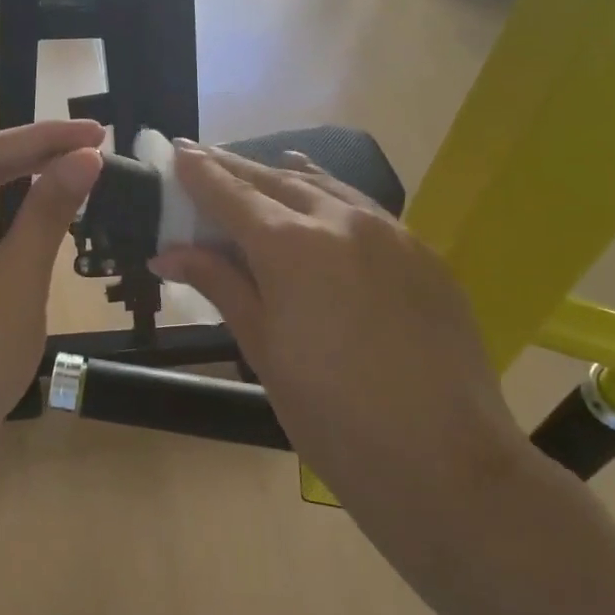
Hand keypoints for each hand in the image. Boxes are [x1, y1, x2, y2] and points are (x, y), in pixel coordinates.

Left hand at [0, 120, 103, 476]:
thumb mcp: (16, 284)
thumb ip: (48, 214)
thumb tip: (84, 158)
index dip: (45, 138)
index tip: (96, 132)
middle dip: (35, 155)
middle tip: (92, 146)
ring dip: (19, 182)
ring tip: (69, 167)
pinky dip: (1, 216)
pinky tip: (31, 210)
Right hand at [148, 143, 532, 566]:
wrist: (445, 462)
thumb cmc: (331, 416)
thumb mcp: (263, 348)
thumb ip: (220, 284)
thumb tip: (169, 253)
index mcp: (291, 244)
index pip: (230, 192)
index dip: (199, 171)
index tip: (176, 151)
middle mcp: (339, 219)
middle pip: (274, 179)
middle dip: (234, 168)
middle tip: (205, 158)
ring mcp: (389, 230)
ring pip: (323, 185)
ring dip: (283, 176)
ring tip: (259, 171)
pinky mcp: (423, 252)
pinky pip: (364, 208)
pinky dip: (329, 197)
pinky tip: (321, 203)